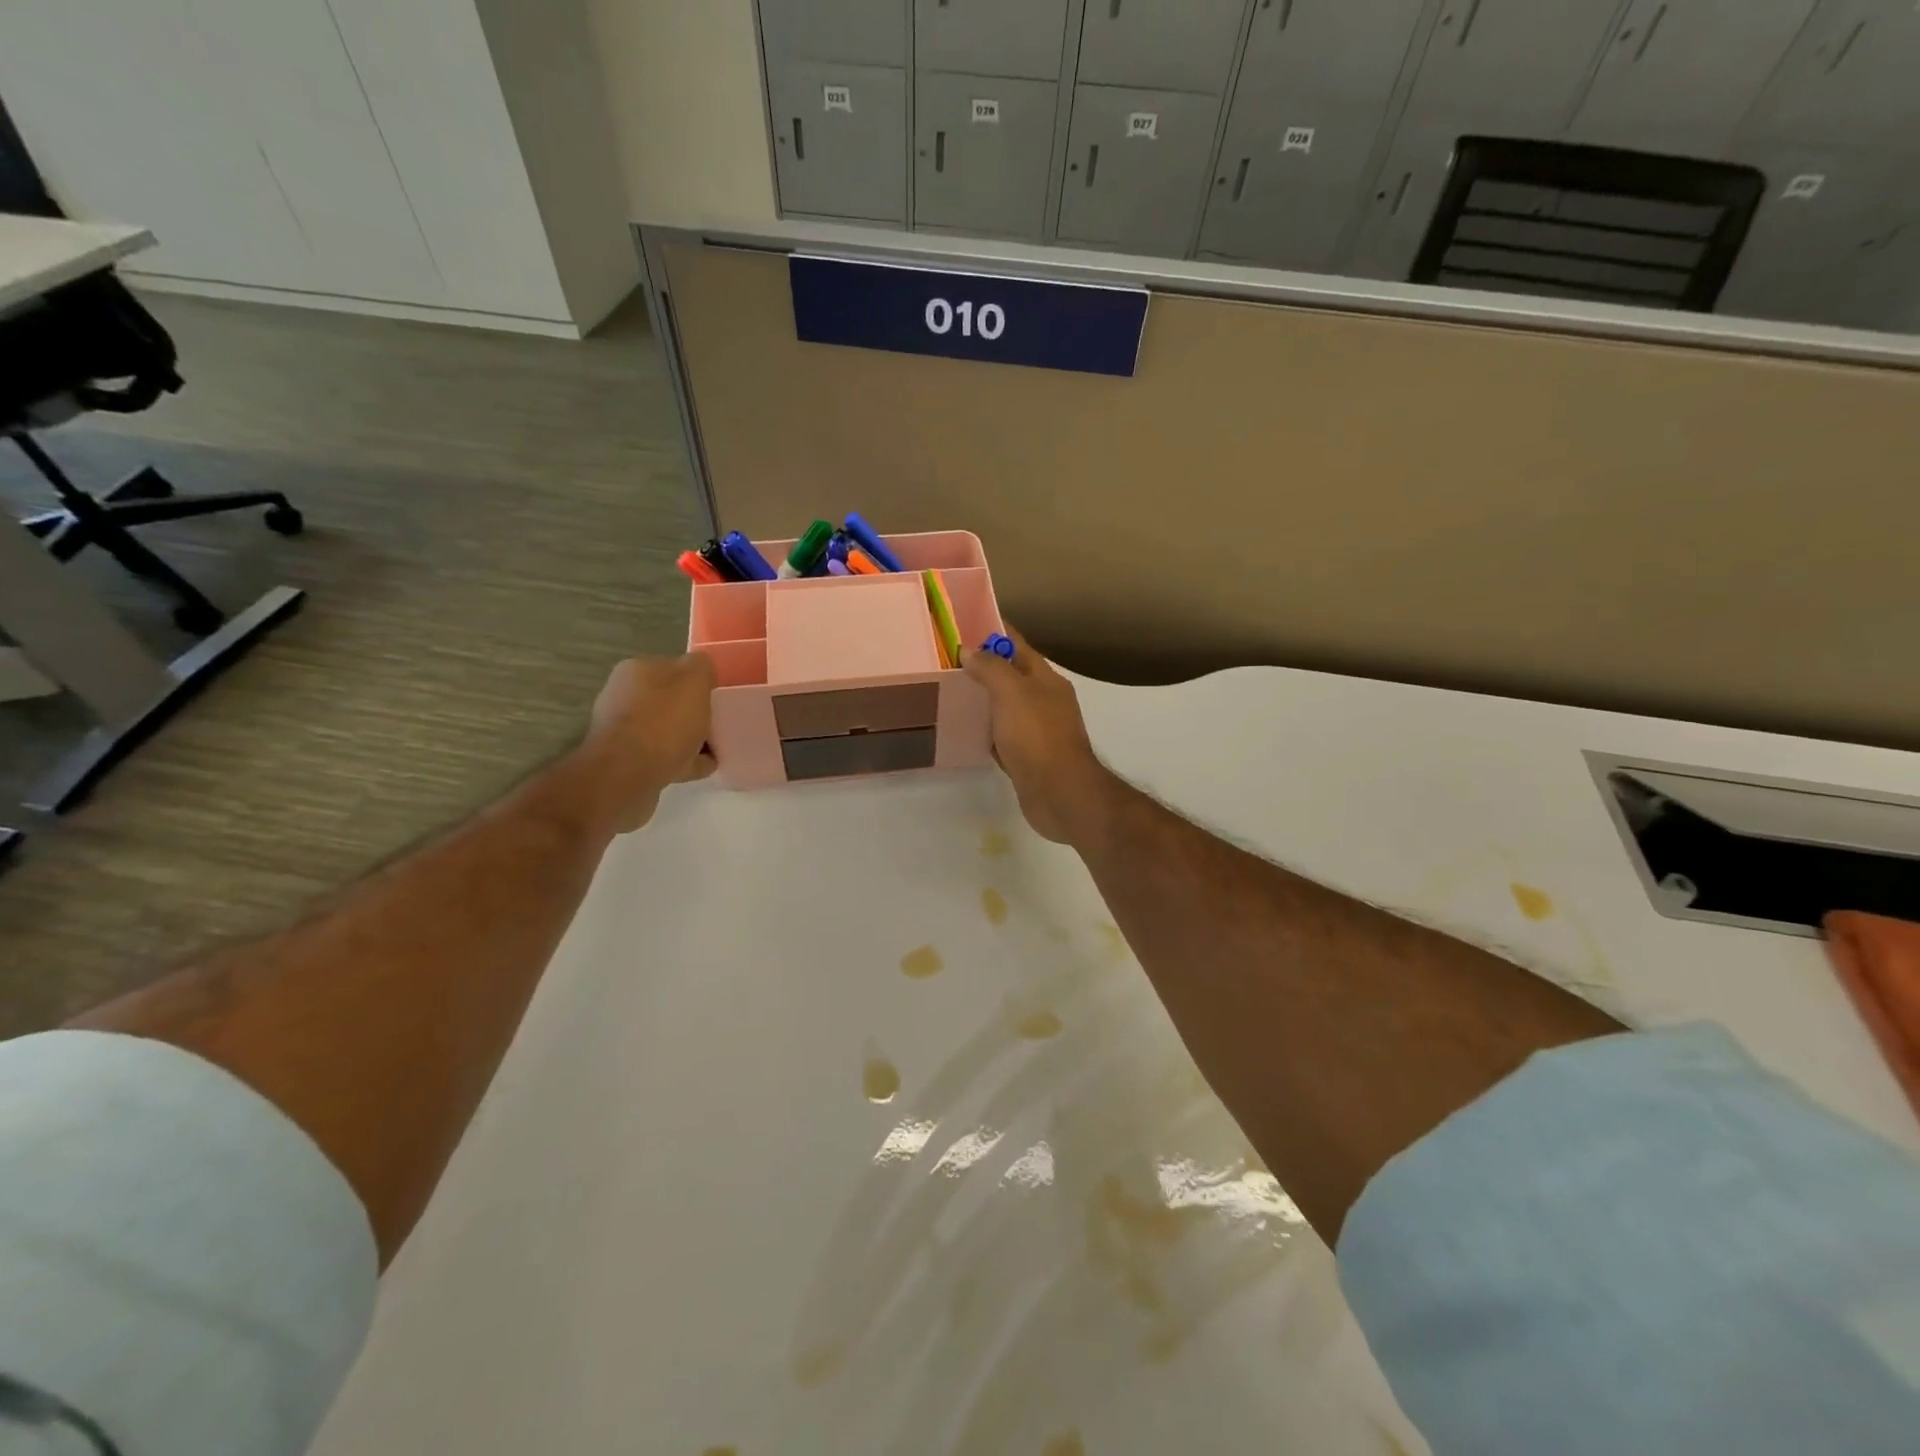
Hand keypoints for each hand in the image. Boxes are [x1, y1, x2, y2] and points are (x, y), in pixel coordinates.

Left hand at [579, 653, 716, 833]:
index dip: (698, 681)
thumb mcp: (694, 680)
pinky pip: (663, 757)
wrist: (627, 775)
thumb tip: (702, 670)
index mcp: (636, 671)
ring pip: (666, 731)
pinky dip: (684, 760)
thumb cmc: (663, 722)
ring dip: (689, 739)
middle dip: (693, 712)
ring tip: (715, 750)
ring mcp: (622, 732)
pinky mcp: (625, 762)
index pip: (673, 668)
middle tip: (718, 724)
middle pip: (669, 701)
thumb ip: (701, 667)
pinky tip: (703, 767)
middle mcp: (623, 696)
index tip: (717, 697)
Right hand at [961, 627, 1105, 843]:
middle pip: (1011, 677)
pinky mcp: (1027, 758)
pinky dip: (986, 732)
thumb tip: (969, 649)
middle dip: (984, 667)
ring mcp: (1037, 732)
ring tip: (949, 692)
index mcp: (1046, 680)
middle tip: (947, 661)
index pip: (1018, 646)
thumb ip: (991, 668)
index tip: (964, 625)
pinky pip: (1002, 737)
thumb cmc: (1037, 736)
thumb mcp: (1012, 692)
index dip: (994, 633)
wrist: (1059, 793)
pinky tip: (965, 731)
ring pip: (1005, 708)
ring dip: (983, 700)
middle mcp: (1045, 702)